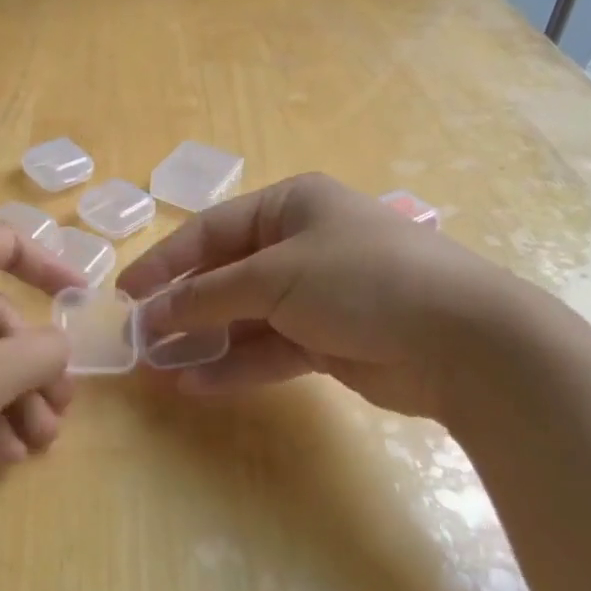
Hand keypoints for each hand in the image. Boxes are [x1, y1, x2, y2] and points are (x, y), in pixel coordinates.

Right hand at [117, 173, 525, 420]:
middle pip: (225, 276)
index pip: (211, 230)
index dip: (164, 261)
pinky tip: (197, 384)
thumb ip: (209, 295)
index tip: (126, 293)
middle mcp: (301, 246)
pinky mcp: (329, 341)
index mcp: (291, 207)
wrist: (464, 341)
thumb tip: (154, 314)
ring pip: (244, 318)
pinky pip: (270, 350)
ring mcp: (316, 296)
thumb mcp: (275, 276)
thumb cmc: (361, 279)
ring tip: (159, 367)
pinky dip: (236, 365)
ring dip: (204, 341)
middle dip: (182, 307)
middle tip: (140, 337)